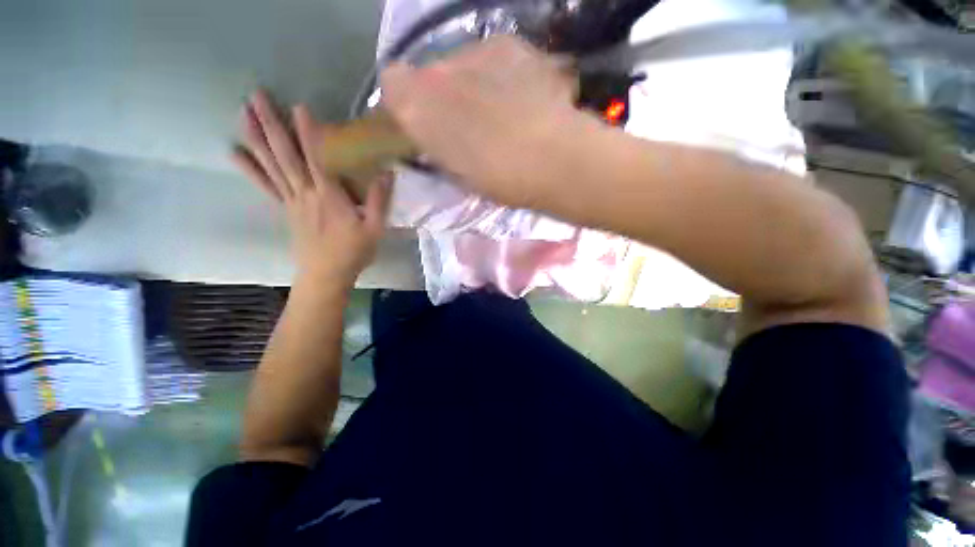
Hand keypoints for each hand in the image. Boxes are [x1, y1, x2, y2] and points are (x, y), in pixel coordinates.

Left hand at [232, 91, 391, 289]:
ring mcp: (291, 201)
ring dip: (256, 138)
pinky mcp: (285, 209)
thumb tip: (387, 173)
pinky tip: (234, 152)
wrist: (326, 275)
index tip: (299, 106)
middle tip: (255, 95)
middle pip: (286, 156)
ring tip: (242, 112)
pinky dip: (250, 168)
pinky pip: (265, 186)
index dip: (308, 133)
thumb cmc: (353, 252)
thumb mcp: (375, 229)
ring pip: (271, 165)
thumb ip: (380, 201)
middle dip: (271, 125)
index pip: (317, 159)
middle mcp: (306, 194)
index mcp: (330, 198)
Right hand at [380, 36, 582, 207]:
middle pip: (431, 73)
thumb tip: (437, 138)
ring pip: (463, 63)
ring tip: (501, 113)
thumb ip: (438, 150)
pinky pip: (496, 58)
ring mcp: (478, 50)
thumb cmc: (499, 180)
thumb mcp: (457, 176)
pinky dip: (502, 75)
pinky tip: (522, 98)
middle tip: (469, 124)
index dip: (406, 103)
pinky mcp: (513, 44)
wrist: (553, 158)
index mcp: (419, 105)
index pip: (392, 84)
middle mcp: (439, 67)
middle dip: (443, 96)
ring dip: (473, 84)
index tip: (426, 125)